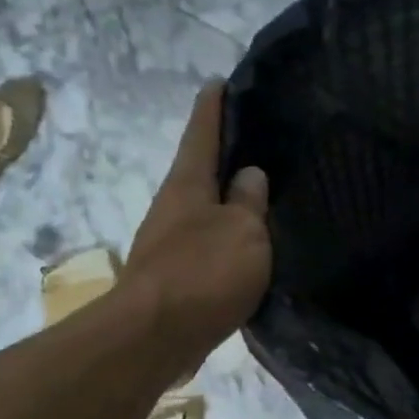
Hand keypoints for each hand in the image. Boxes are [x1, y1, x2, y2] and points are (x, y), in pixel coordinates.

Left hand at [121, 83, 270, 360]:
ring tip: (262, 197)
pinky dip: (226, 240)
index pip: (202, 132)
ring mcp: (170, 243)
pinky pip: (207, 246)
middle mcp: (173, 206)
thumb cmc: (203, 273)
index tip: (221, 82)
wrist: (156, 336)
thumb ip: (250, 203)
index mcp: (188, 184)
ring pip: (205, 211)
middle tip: (259, 144)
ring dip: (227, 203)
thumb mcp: (243, 232)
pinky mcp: (175, 277)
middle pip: (200, 172)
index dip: (214, 107)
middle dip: (224, 157)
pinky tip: (247, 247)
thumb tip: (249, 176)